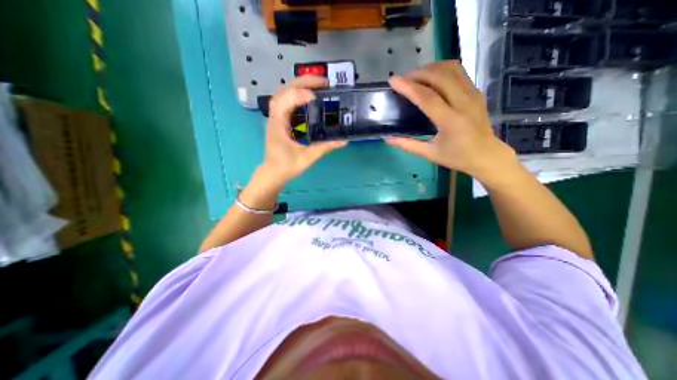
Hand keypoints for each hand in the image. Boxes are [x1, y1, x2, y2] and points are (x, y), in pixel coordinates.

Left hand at [258, 75, 345, 187]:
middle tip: (324, 82)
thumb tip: (343, 141)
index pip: (286, 100)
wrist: (273, 173)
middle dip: (303, 82)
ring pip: (284, 93)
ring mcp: (276, 117)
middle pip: (284, 89)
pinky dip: (298, 95)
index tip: (317, 96)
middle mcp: (275, 116)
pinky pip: (287, 101)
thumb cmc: (286, 166)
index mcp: (278, 123)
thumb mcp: (306, 157)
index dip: (300, 94)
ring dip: (300, 85)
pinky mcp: (280, 121)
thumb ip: (324, 147)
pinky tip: (309, 97)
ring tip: (318, 85)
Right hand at [390, 59, 515, 181]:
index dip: (408, 87)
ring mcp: (472, 94)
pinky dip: (442, 70)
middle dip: (417, 73)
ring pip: (451, 69)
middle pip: (439, 77)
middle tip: (403, 79)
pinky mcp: (476, 91)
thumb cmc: (457, 157)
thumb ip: (408, 145)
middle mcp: (463, 103)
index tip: (393, 81)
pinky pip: (459, 72)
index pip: (427, 97)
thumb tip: (387, 139)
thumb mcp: (430, 154)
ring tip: (416, 77)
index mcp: (450, 121)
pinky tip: (432, 78)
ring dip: (430, 68)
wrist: (487, 155)